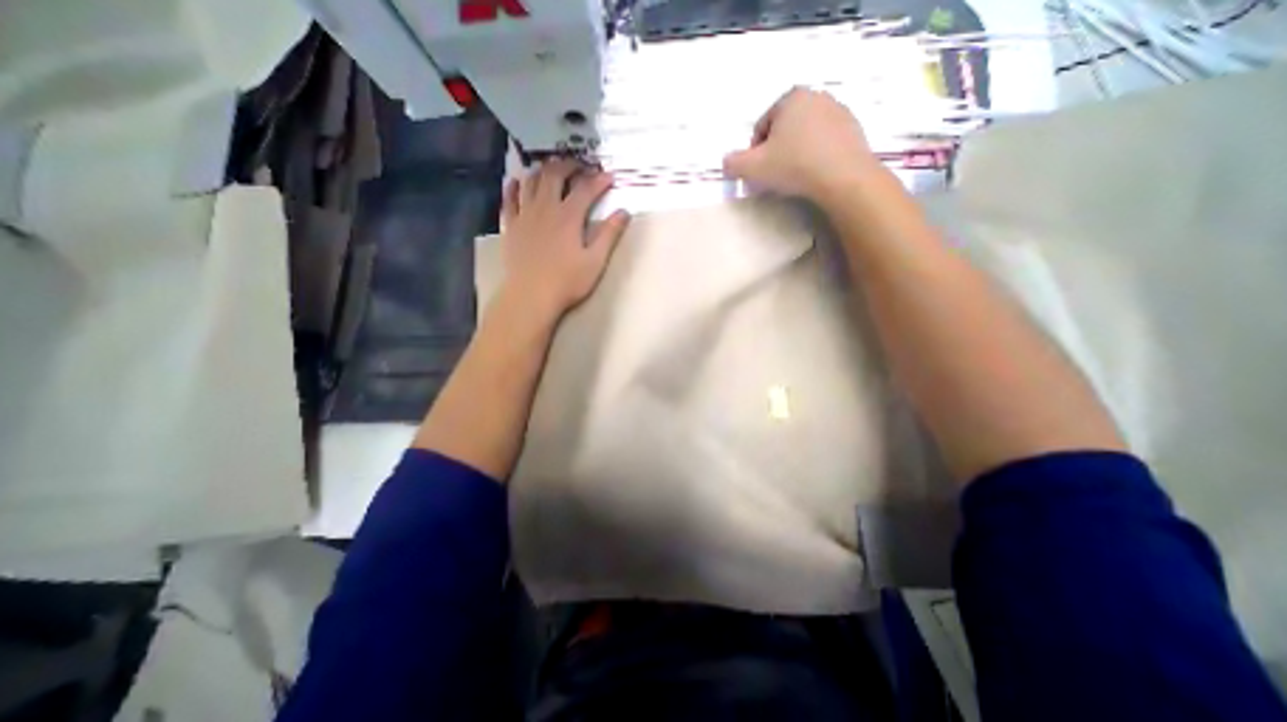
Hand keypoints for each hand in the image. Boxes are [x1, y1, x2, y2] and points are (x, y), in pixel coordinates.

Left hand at [497, 161, 627, 321]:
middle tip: (580, 166)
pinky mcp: (510, 225)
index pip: (585, 189)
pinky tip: (518, 182)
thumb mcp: (595, 261)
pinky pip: (509, 198)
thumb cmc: (567, 282)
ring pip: (531, 180)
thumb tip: (623, 212)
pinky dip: (514, 186)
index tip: (609, 177)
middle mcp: (545, 208)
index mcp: (569, 216)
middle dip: (569, 165)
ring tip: (551, 170)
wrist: (530, 295)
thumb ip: (609, 235)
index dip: (599, 180)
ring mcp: (524, 214)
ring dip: (543, 170)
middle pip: (555, 174)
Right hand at [722, 87, 886, 206]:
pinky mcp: (854, 128)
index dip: (755, 151)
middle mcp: (816, 96)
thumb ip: (733, 163)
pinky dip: (817, 154)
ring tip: (796, 176)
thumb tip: (726, 162)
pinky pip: (825, 141)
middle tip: (775, 174)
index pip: (762, 125)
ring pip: (806, 134)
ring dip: (796, 151)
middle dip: (776, 149)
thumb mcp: (753, 168)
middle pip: (784, 128)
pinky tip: (815, 173)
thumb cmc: (794, 166)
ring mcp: (839, 110)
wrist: (842, 177)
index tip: (758, 171)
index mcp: (790, 98)